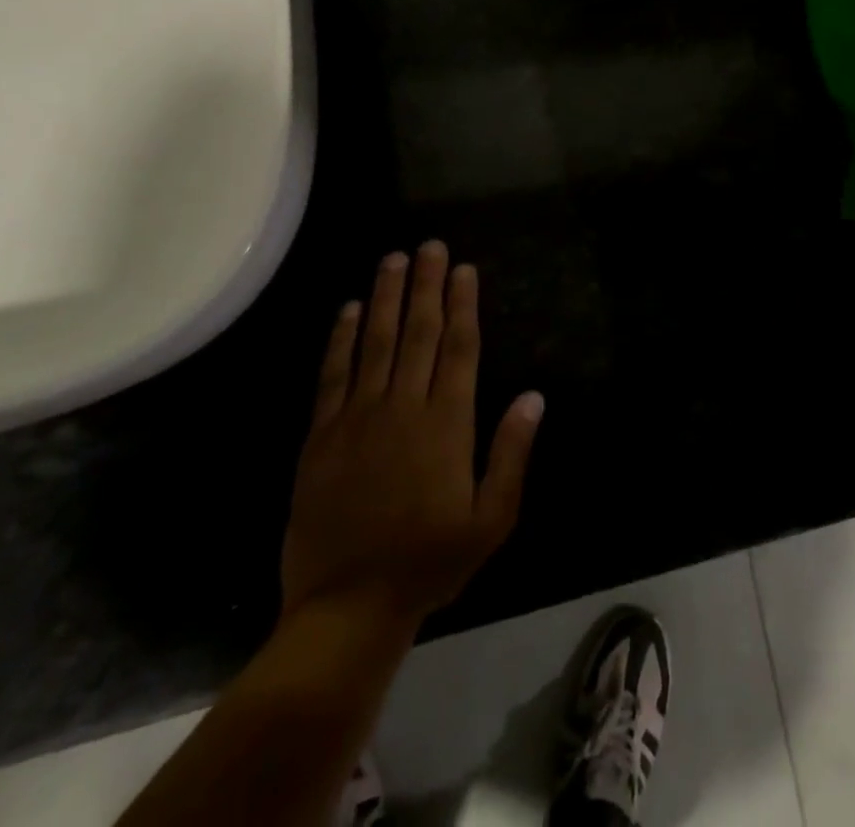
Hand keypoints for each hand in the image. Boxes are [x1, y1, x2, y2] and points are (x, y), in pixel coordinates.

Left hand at [281, 243, 544, 634]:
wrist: (346, 608)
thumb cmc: (430, 561)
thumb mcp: (492, 518)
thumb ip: (512, 453)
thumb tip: (533, 396)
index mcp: (446, 424)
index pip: (458, 348)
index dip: (462, 305)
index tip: (464, 270)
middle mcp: (402, 408)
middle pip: (417, 333)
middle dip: (426, 286)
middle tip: (430, 246)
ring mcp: (357, 420)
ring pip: (375, 343)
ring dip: (386, 297)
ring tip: (393, 259)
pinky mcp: (321, 438)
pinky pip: (333, 376)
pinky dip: (341, 339)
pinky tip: (349, 309)